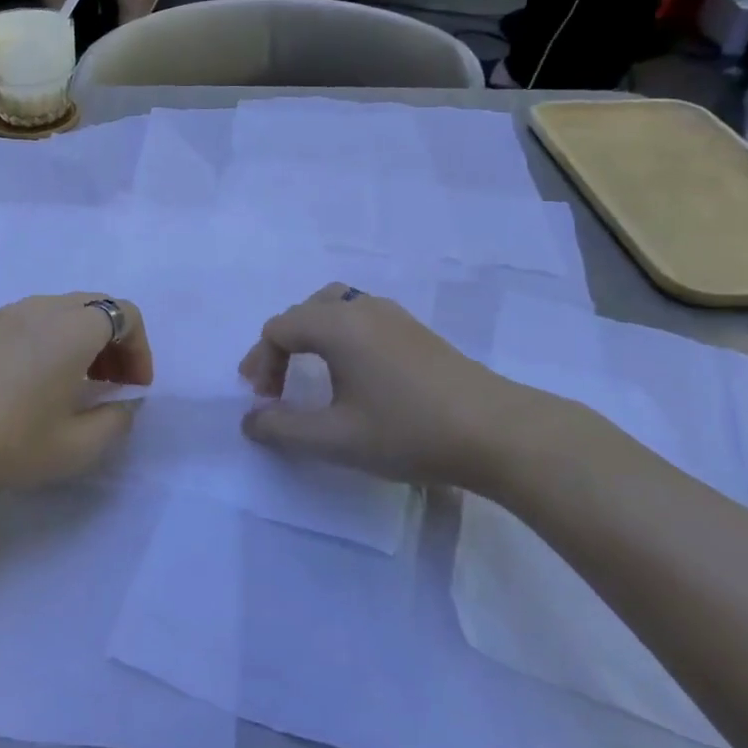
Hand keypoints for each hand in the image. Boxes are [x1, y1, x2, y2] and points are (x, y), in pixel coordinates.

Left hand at [0, 295, 152, 498]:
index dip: (140, 349)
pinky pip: (29, 321)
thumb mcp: (76, 447)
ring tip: (73, 384)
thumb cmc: (8, 440)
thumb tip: (123, 403)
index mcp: (74, 328)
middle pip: (94, 306)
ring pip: (60, 312)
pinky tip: (30, 382)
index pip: (126, 314)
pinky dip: (47, 341)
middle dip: (113, 342)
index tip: (134, 388)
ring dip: (80, 340)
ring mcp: (5, 313)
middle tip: (111, 384)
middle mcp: (42, 308)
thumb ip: (115, 421)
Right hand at [238, 285, 568, 494]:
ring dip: (310, 338)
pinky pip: (360, 318)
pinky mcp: (415, 331)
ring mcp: (393, 316)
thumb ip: (282, 429)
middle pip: (303, 312)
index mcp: (337, 325)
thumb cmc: (409, 431)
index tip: (263, 402)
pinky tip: (352, 373)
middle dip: (281, 348)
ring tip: (308, 373)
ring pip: (334, 309)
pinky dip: (339, 337)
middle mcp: (361, 308)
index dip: (260, 363)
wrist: (498, 433)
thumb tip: (249, 420)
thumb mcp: (335, 439)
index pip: (279, 329)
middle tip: (276, 386)